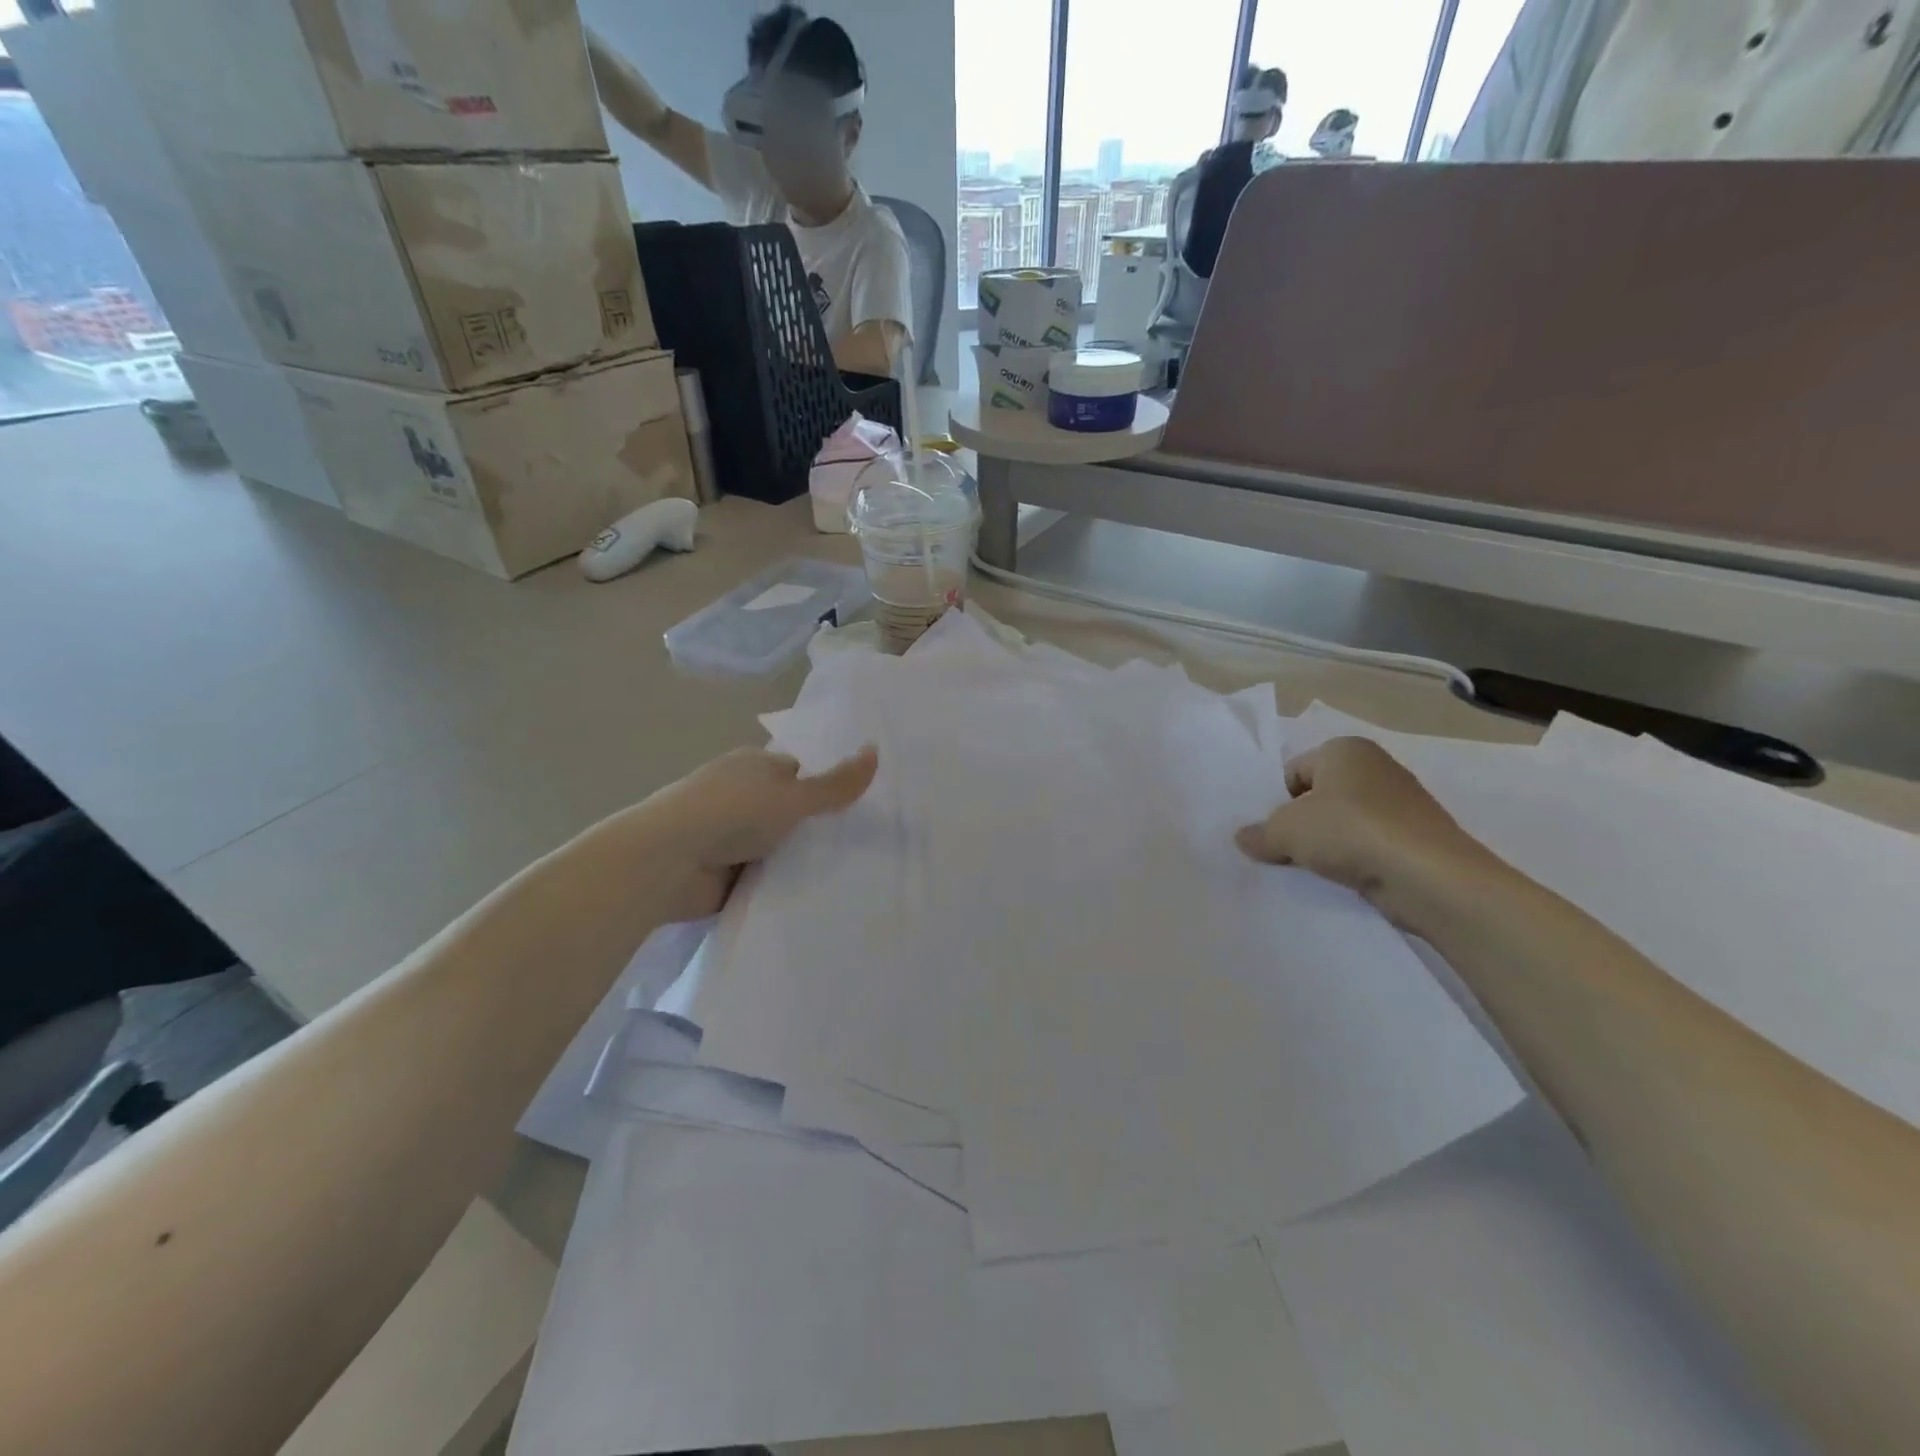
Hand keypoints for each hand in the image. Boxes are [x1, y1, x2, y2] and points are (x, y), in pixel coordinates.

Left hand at [643, 745, 878, 920]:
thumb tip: (876, 750)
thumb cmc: (731, 812)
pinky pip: (759, 875)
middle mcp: (738, 794)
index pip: (797, 771)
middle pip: (786, 810)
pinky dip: (775, 883)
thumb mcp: (793, 795)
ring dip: (792, 858)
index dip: (822, 788)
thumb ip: (836, 783)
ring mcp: (726, 834)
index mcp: (751, 765)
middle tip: (854, 847)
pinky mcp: (719, 870)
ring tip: (842, 876)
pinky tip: (806, 895)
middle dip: (811, 828)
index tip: (852, 810)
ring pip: (775, 845)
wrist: (667, 861)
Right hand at [1235, 737, 1498, 930]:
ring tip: (1307, 869)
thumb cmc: (1351, 832)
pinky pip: (1368, 845)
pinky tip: (1339, 879)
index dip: (1274, 801)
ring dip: (1324, 845)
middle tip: (1278, 851)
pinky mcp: (1414, 838)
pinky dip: (1352, 860)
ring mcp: (1400, 804)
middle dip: (1299, 823)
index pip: (1293, 771)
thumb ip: (1260, 833)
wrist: (1430, 877)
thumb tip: (1244, 838)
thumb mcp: (1287, 831)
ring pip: (1343, 823)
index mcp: (1344, 749)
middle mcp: (1375, 767)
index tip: (1266, 831)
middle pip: (1318, 796)